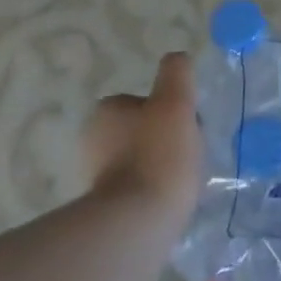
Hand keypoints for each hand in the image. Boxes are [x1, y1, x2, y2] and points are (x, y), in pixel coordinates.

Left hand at [84, 53, 203, 220]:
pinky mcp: (103, 209)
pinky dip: (152, 192)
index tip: (188, 127)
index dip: (172, 111)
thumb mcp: (175, 101)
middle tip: (188, 155)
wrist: (138, 222)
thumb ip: (176, 73)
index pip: (146, 102)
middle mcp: (92, 140)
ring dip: (160, 167)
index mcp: (106, 111)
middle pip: (143, 131)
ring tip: (182, 182)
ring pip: (141, 160)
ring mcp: (96, 176)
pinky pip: (136, 189)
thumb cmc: (158, 154)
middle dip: (166, 140)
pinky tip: (168, 201)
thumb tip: (178, 58)